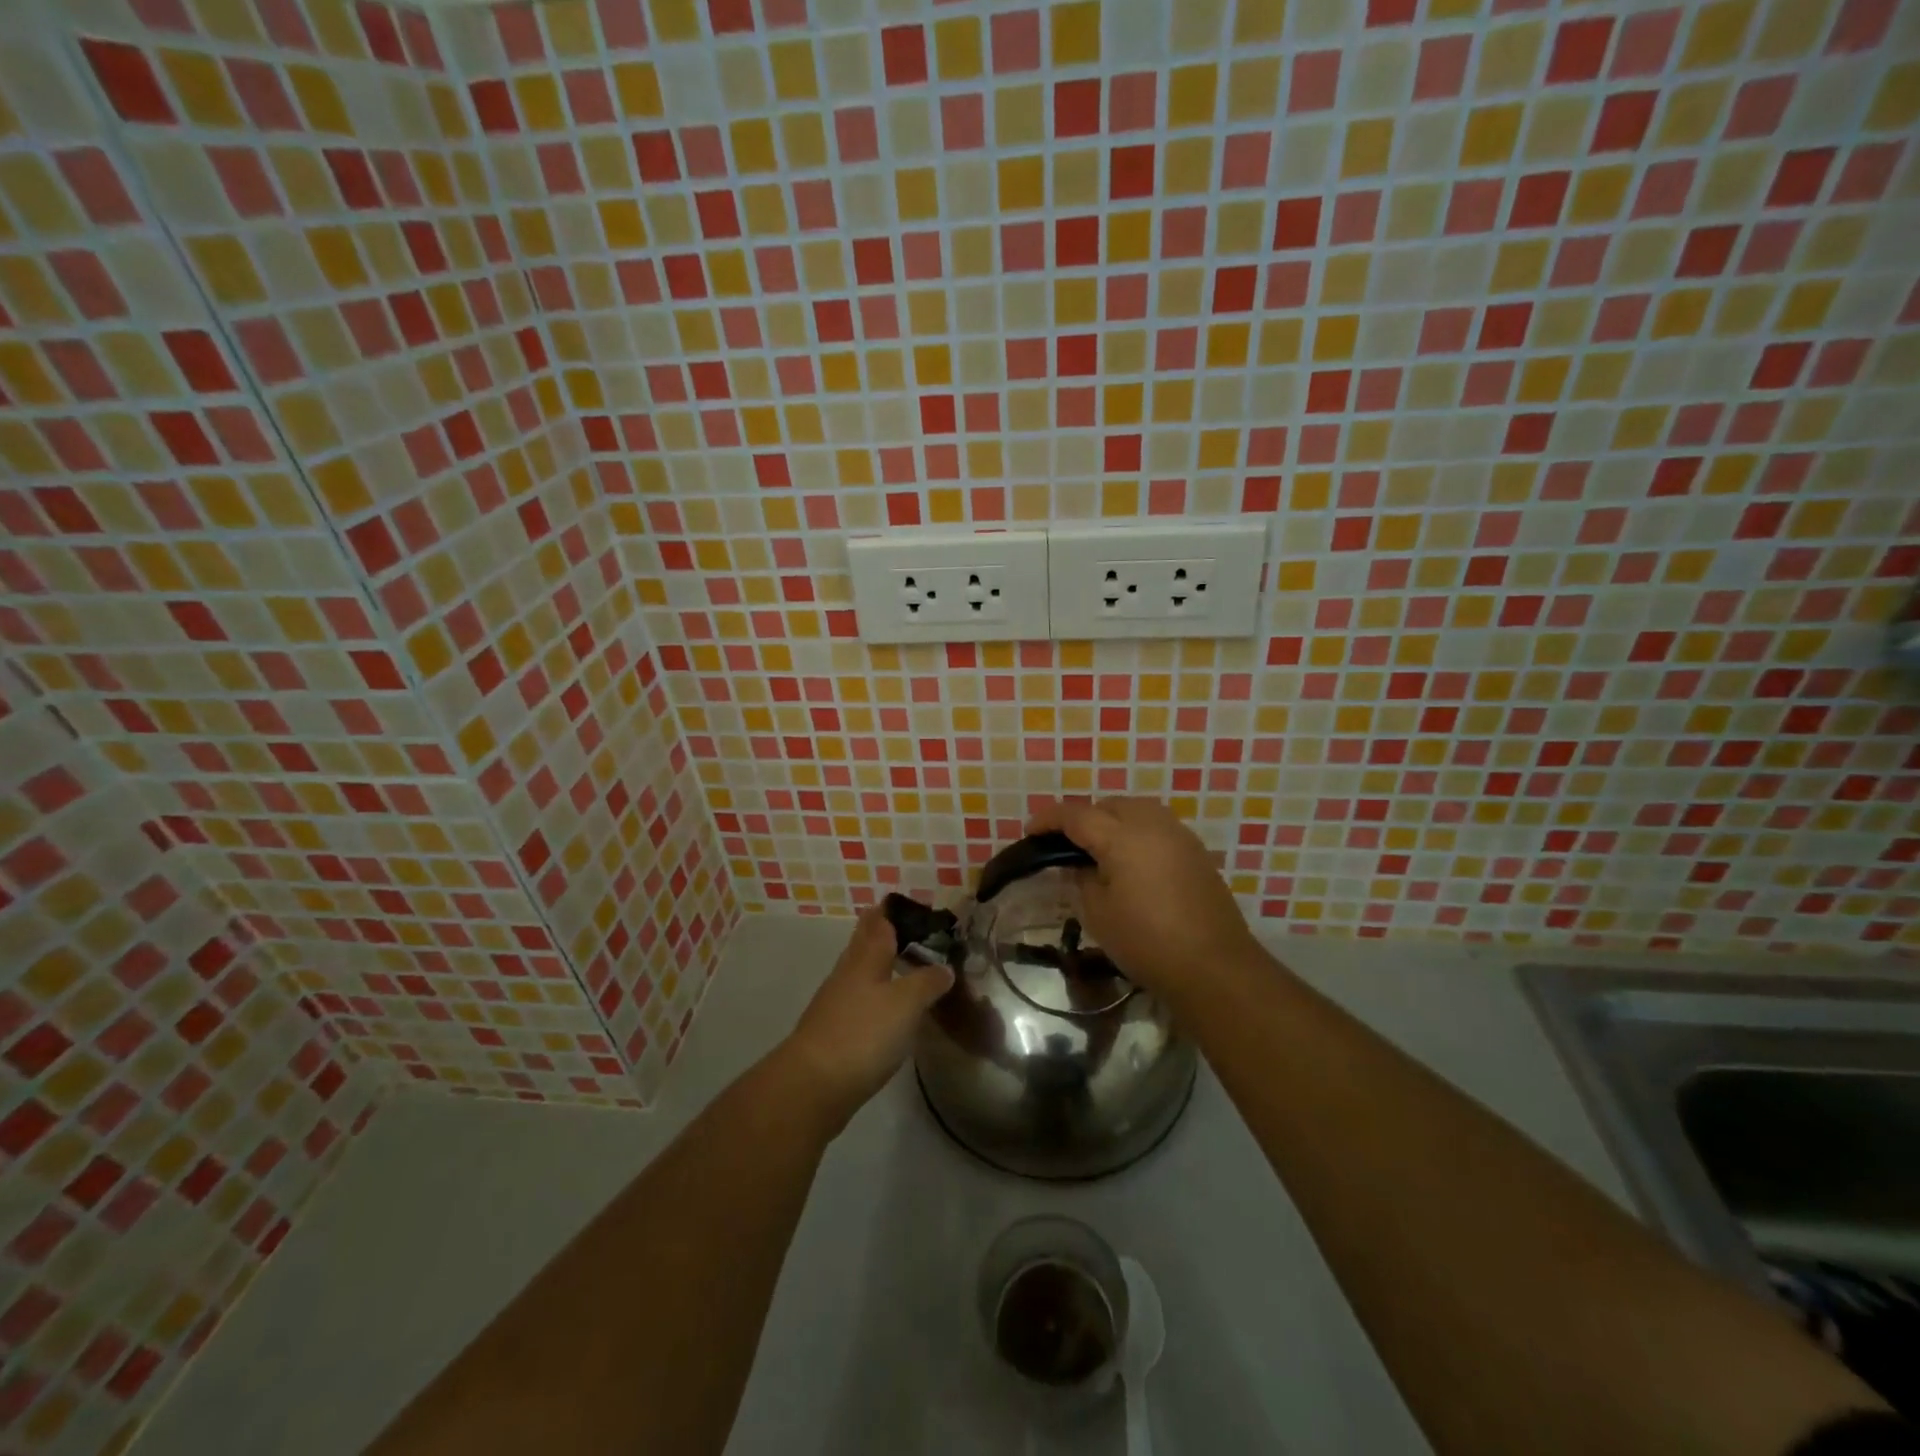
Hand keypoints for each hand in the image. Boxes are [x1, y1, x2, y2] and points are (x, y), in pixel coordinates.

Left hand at [779, 904, 952, 1131]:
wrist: (814, 1084)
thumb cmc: (864, 1033)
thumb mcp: (907, 1003)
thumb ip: (928, 982)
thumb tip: (944, 968)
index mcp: (866, 958)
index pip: (878, 923)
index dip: (889, 911)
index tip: (903, 903)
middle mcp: (848, 973)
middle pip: (864, 944)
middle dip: (880, 933)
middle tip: (904, 928)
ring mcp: (836, 1002)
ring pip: (859, 971)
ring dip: (877, 963)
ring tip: (899, 962)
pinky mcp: (833, 1031)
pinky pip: (857, 1000)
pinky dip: (873, 993)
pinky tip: (884, 1006)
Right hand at [1027, 797, 1262, 1005]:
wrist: (1213, 966)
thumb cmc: (1146, 941)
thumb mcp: (1098, 913)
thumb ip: (1083, 878)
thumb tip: (1080, 864)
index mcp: (1122, 836)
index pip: (1076, 815)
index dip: (1049, 820)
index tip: (1031, 832)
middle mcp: (1152, 824)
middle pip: (1109, 805)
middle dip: (1083, 817)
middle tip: (1066, 844)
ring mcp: (1179, 835)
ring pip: (1136, 810)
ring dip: (1113, 820)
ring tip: (1099, 848)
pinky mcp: (1196, 851)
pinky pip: (1157, 826)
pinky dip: (1137, 832)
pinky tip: (1131, 860)